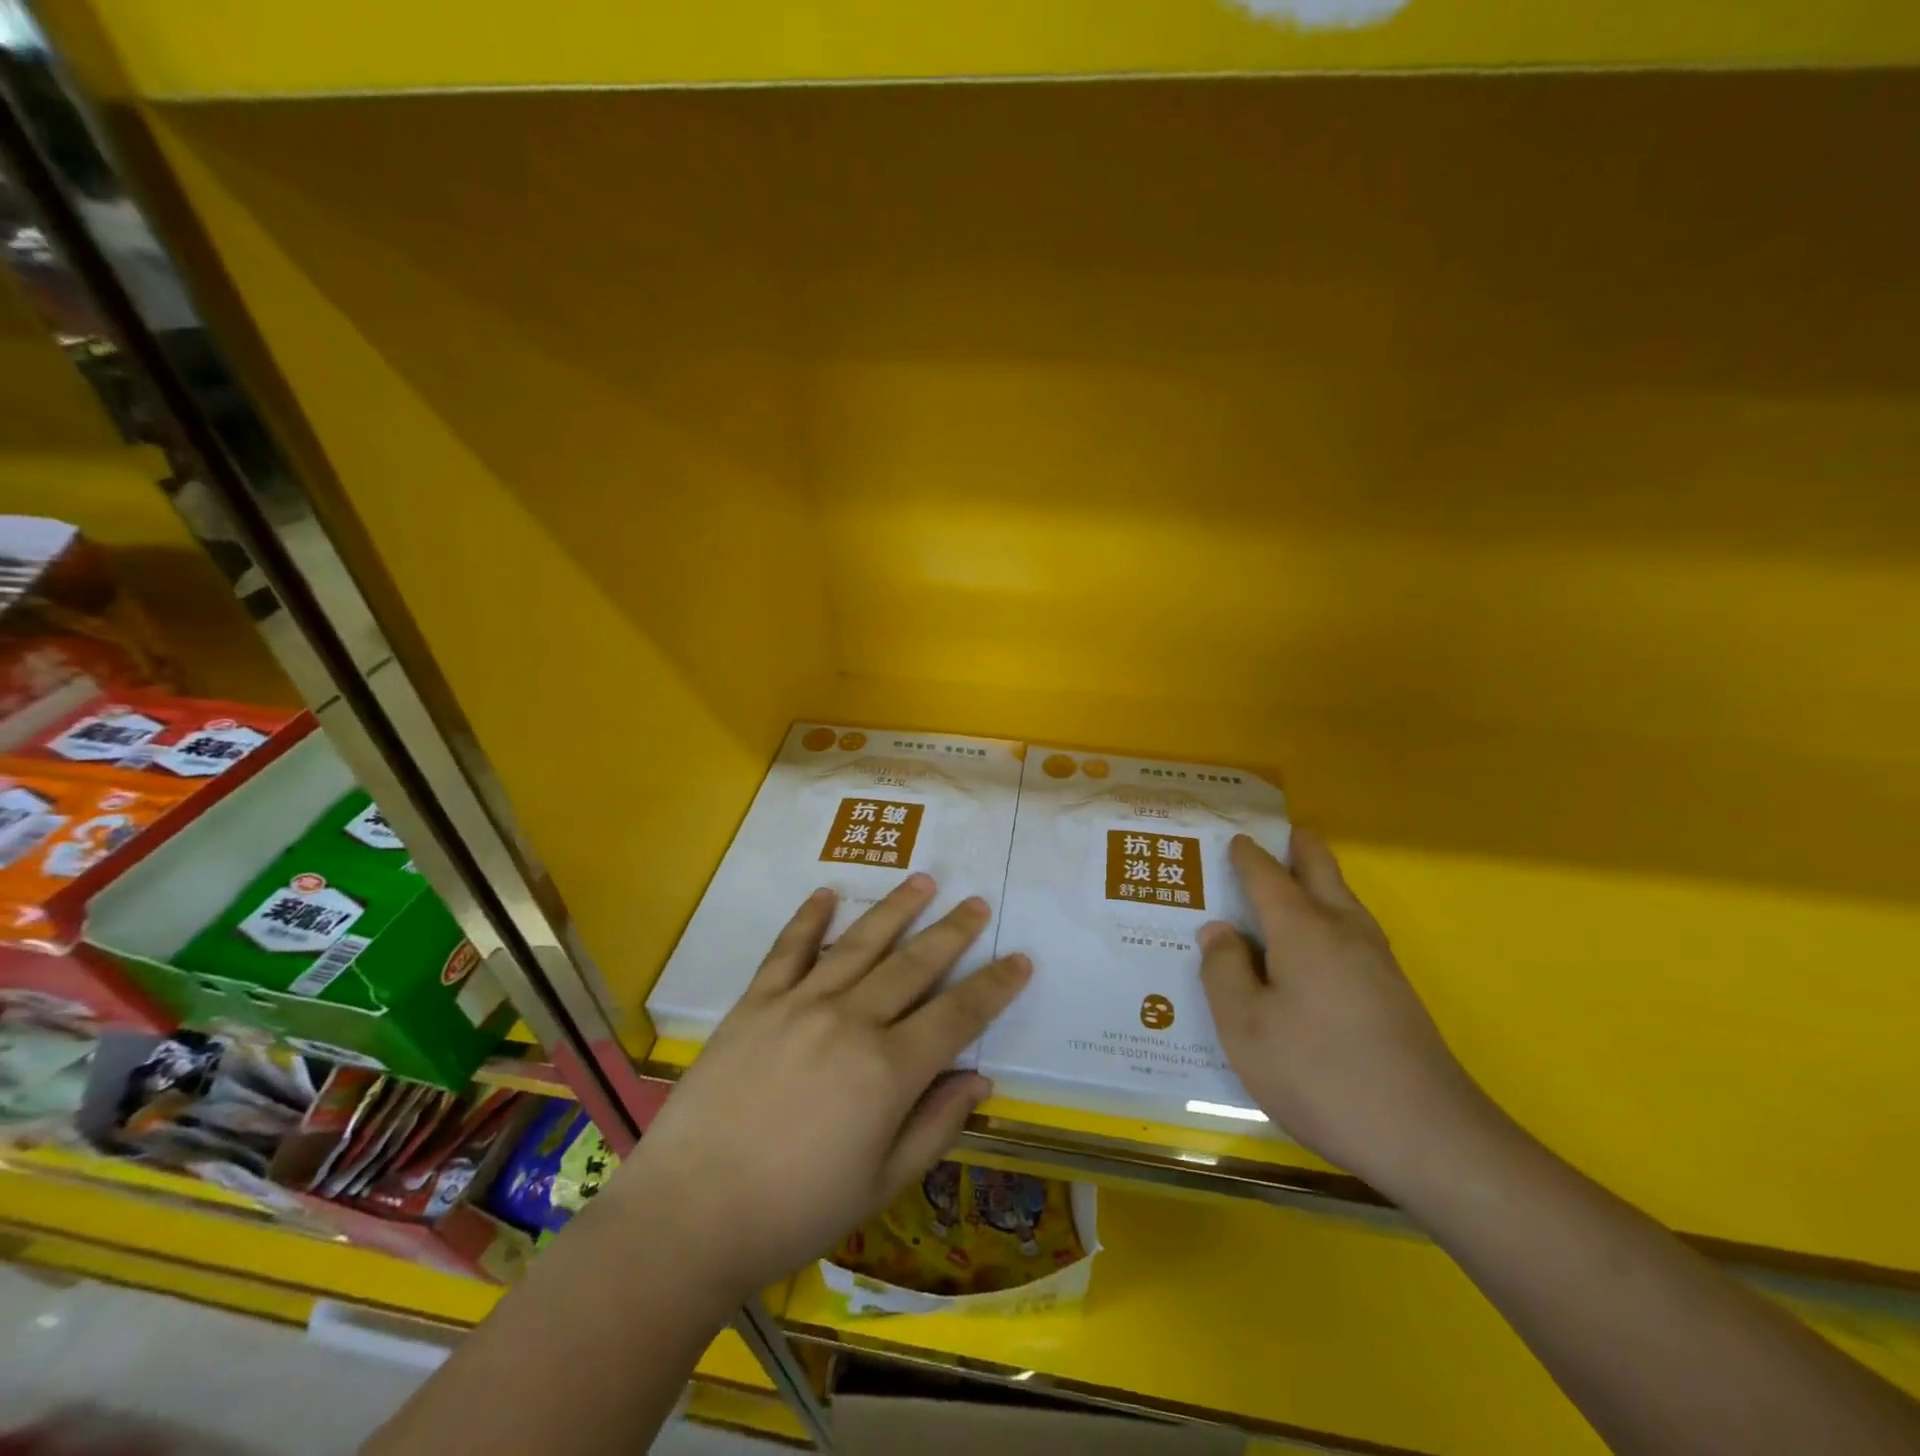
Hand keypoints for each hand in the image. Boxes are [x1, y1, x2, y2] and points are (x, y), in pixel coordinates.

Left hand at [611, 874, 1029, 1303]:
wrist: (689, 1216)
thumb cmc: (795, 1212)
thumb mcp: (881, 1184)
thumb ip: (936, 1125)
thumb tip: (979, 1079)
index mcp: (888, 1069)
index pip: (958, 1015)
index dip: (994, 986)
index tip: (1019, 959)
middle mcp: (850, 1020)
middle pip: (914, 965)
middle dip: (952, 932)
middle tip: (977, 904)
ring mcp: (799, 1004)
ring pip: (859, 944)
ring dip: (895, 909)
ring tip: (924, 881)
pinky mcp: (755, 1003)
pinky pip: (788, 949)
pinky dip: (809, 918)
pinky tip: (827, 893)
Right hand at [1199, 832, 1494, 1195]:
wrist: (1430, 1137)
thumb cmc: (1320, 1074)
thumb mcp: (1245, 1027)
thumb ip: (1223, 971)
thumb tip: (1218, 930)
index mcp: (1302, 930)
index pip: (1268, 876)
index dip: (1248, 856)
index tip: (1232, 839)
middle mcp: (1343, 931)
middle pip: (1322, 870)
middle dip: (1299, 846)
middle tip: (1277, 832)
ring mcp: (1377, 961)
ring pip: (1344, 898)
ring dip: (1319, 877)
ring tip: (1293, 877)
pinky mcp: (1395, 991)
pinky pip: (1353, 929)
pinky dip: (1330, 913)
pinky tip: (1318, 943)